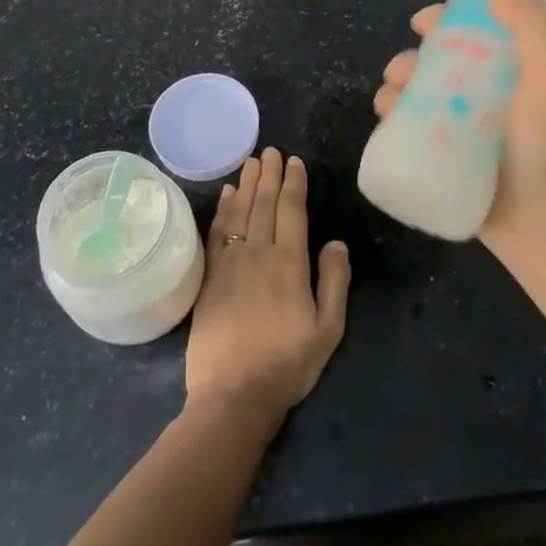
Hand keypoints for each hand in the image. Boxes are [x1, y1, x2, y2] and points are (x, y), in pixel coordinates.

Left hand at [186, 149, 350, 427]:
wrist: (232, 395)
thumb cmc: (287, 365)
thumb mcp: (327, 331)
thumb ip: (333, 283)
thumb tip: (335, 242)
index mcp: (289, 264)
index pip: (291, 211)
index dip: (293, 184)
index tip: (294, 162)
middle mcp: (257, 253)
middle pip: (263, 203)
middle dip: (269, 174)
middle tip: (271, 150)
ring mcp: (229, 263)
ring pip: (238, 212)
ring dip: (245, 184)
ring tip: (250, 161)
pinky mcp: (209, 276)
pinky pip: (217, 232)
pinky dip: (222, 209)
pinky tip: (226, 195)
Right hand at [372, 0, 545, 262]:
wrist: (535, 227)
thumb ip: (532, 28)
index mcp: (539, 59)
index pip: (541, 0)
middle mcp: (508, 78)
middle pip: (472, 32)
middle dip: (441, 22)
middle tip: (421, 25)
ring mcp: (476, 109)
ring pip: (434, 69)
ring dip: (408, 64)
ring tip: (396, 79)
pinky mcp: (450, 137)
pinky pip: (415, 108)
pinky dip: (395, 101)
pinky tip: (388, 108)